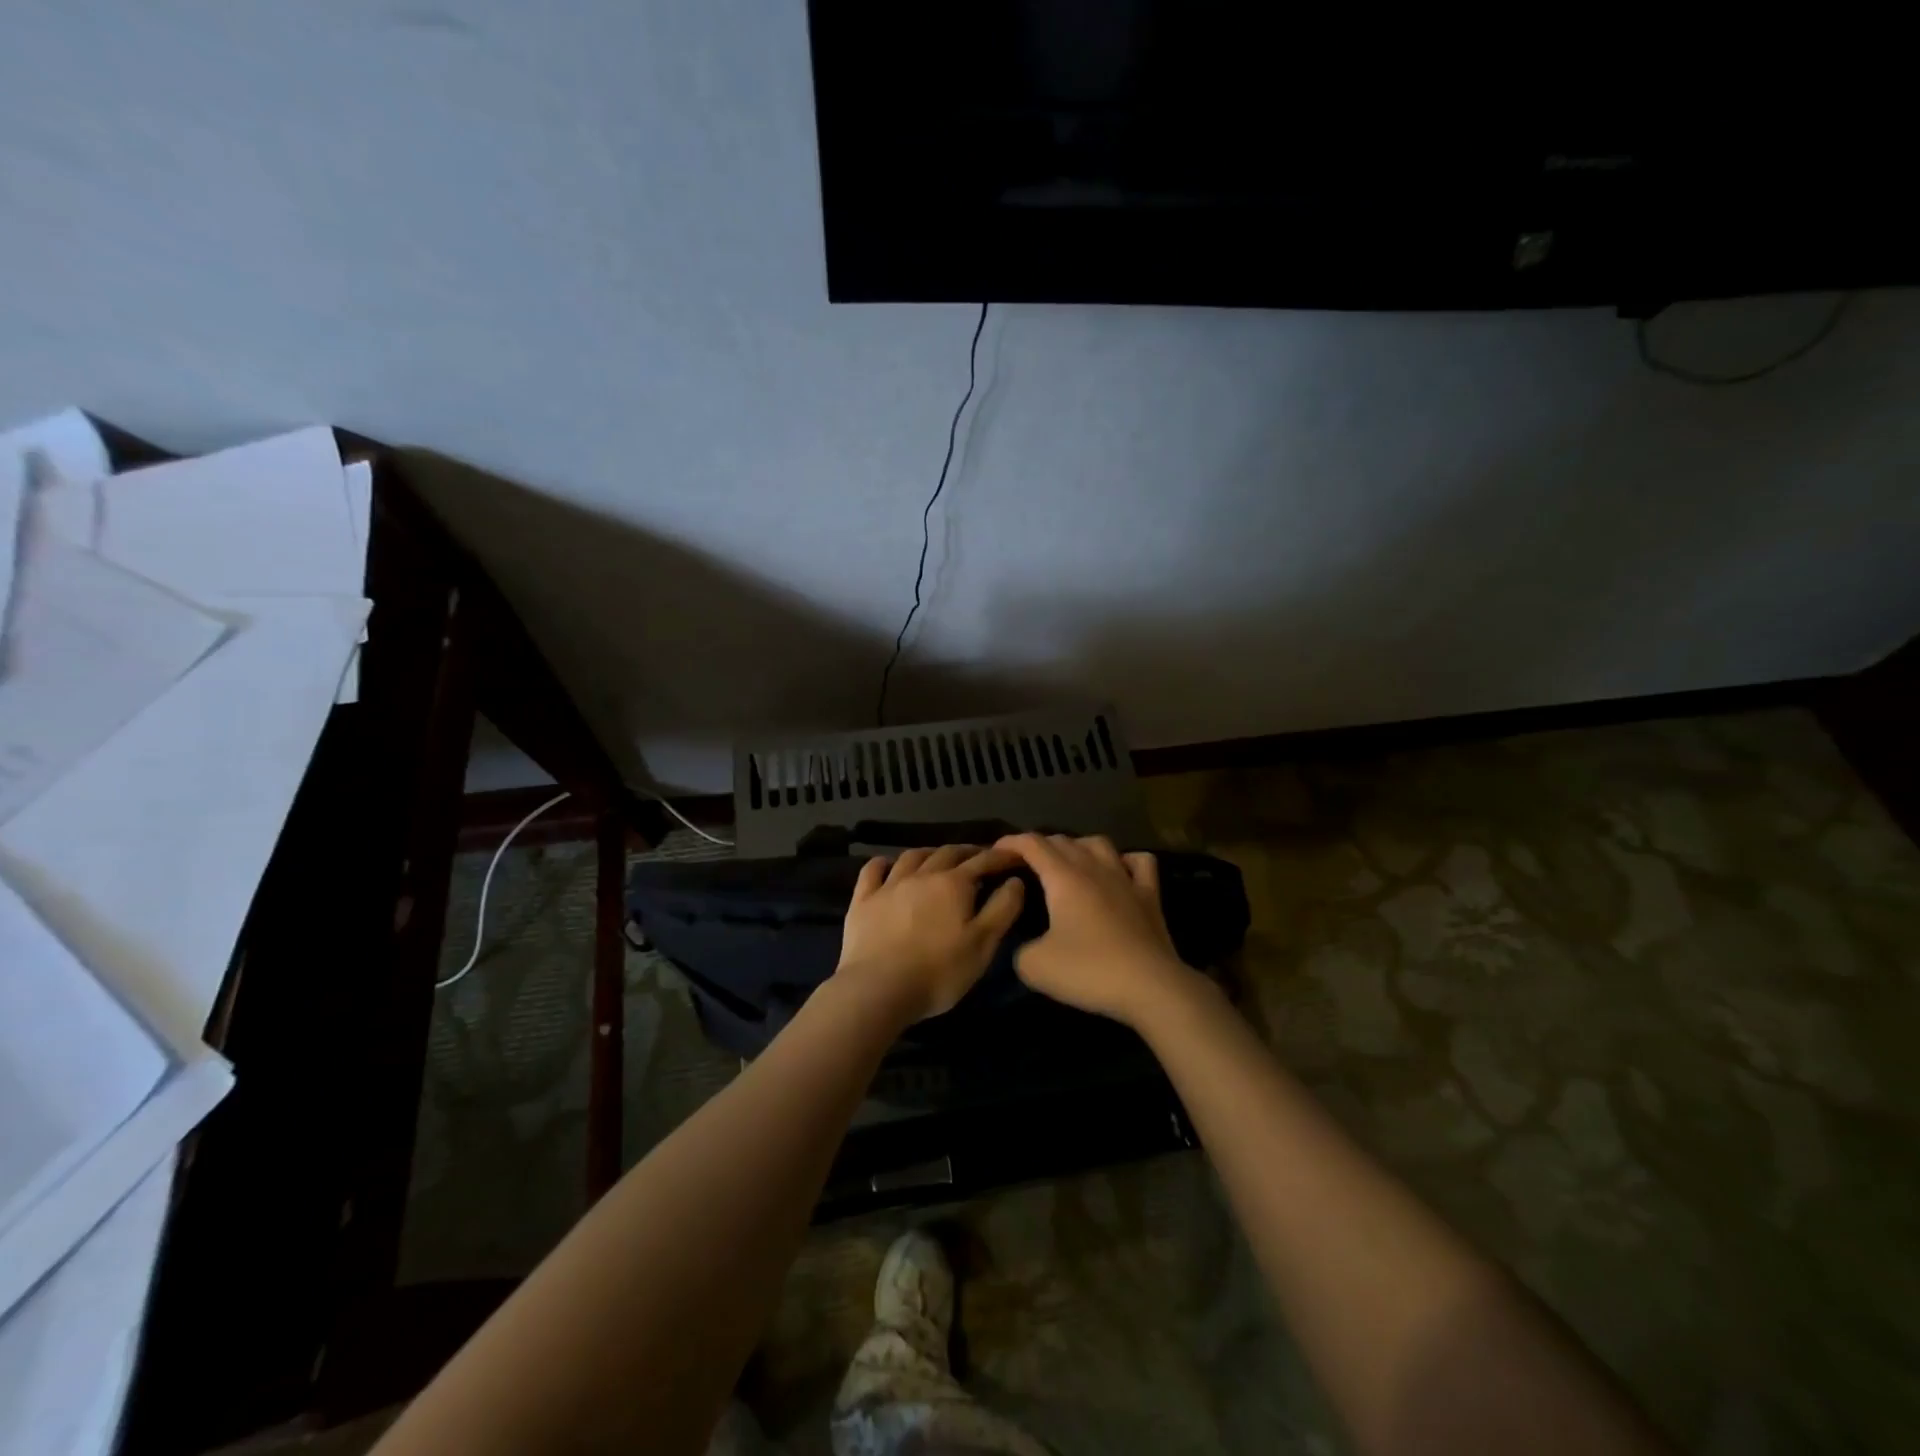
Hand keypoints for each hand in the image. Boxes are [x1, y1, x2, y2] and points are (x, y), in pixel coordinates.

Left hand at [834, 845, 1026, 1023]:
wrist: (878, 989)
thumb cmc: (938, 971)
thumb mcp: (983, 944)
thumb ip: (1002, 909)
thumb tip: (1015, 880)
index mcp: (954, 884)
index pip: (983, 861)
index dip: (1000, 856)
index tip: (1014, 856)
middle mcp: (922, 875)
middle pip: (948, 852)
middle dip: (967, 851)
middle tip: (979, 857)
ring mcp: (889, 885)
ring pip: (912, 856)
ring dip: (930, 853)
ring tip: (938, 857)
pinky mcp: (863, 900)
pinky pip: (873, 870)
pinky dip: (884, 862)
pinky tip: (888, 865)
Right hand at [993, 833, 1199, 1025]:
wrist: (1151, 988)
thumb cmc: (1089, 971)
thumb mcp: (1035, 966)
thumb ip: (1019, 948)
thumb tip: (1026, 945)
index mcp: (1063, 878)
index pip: (1032, 844)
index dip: (1011, 842)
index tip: (995, 851)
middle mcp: (1094, 868)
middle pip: (1063, 841)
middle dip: (1039, 845)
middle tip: (1024, 863)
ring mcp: (1126, 878)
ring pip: (1099, 843)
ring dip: (1077, 846)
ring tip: (1067, 862)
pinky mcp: (1150, 895)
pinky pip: (1139, 862)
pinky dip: (1124, 860)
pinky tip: (1119, 871)